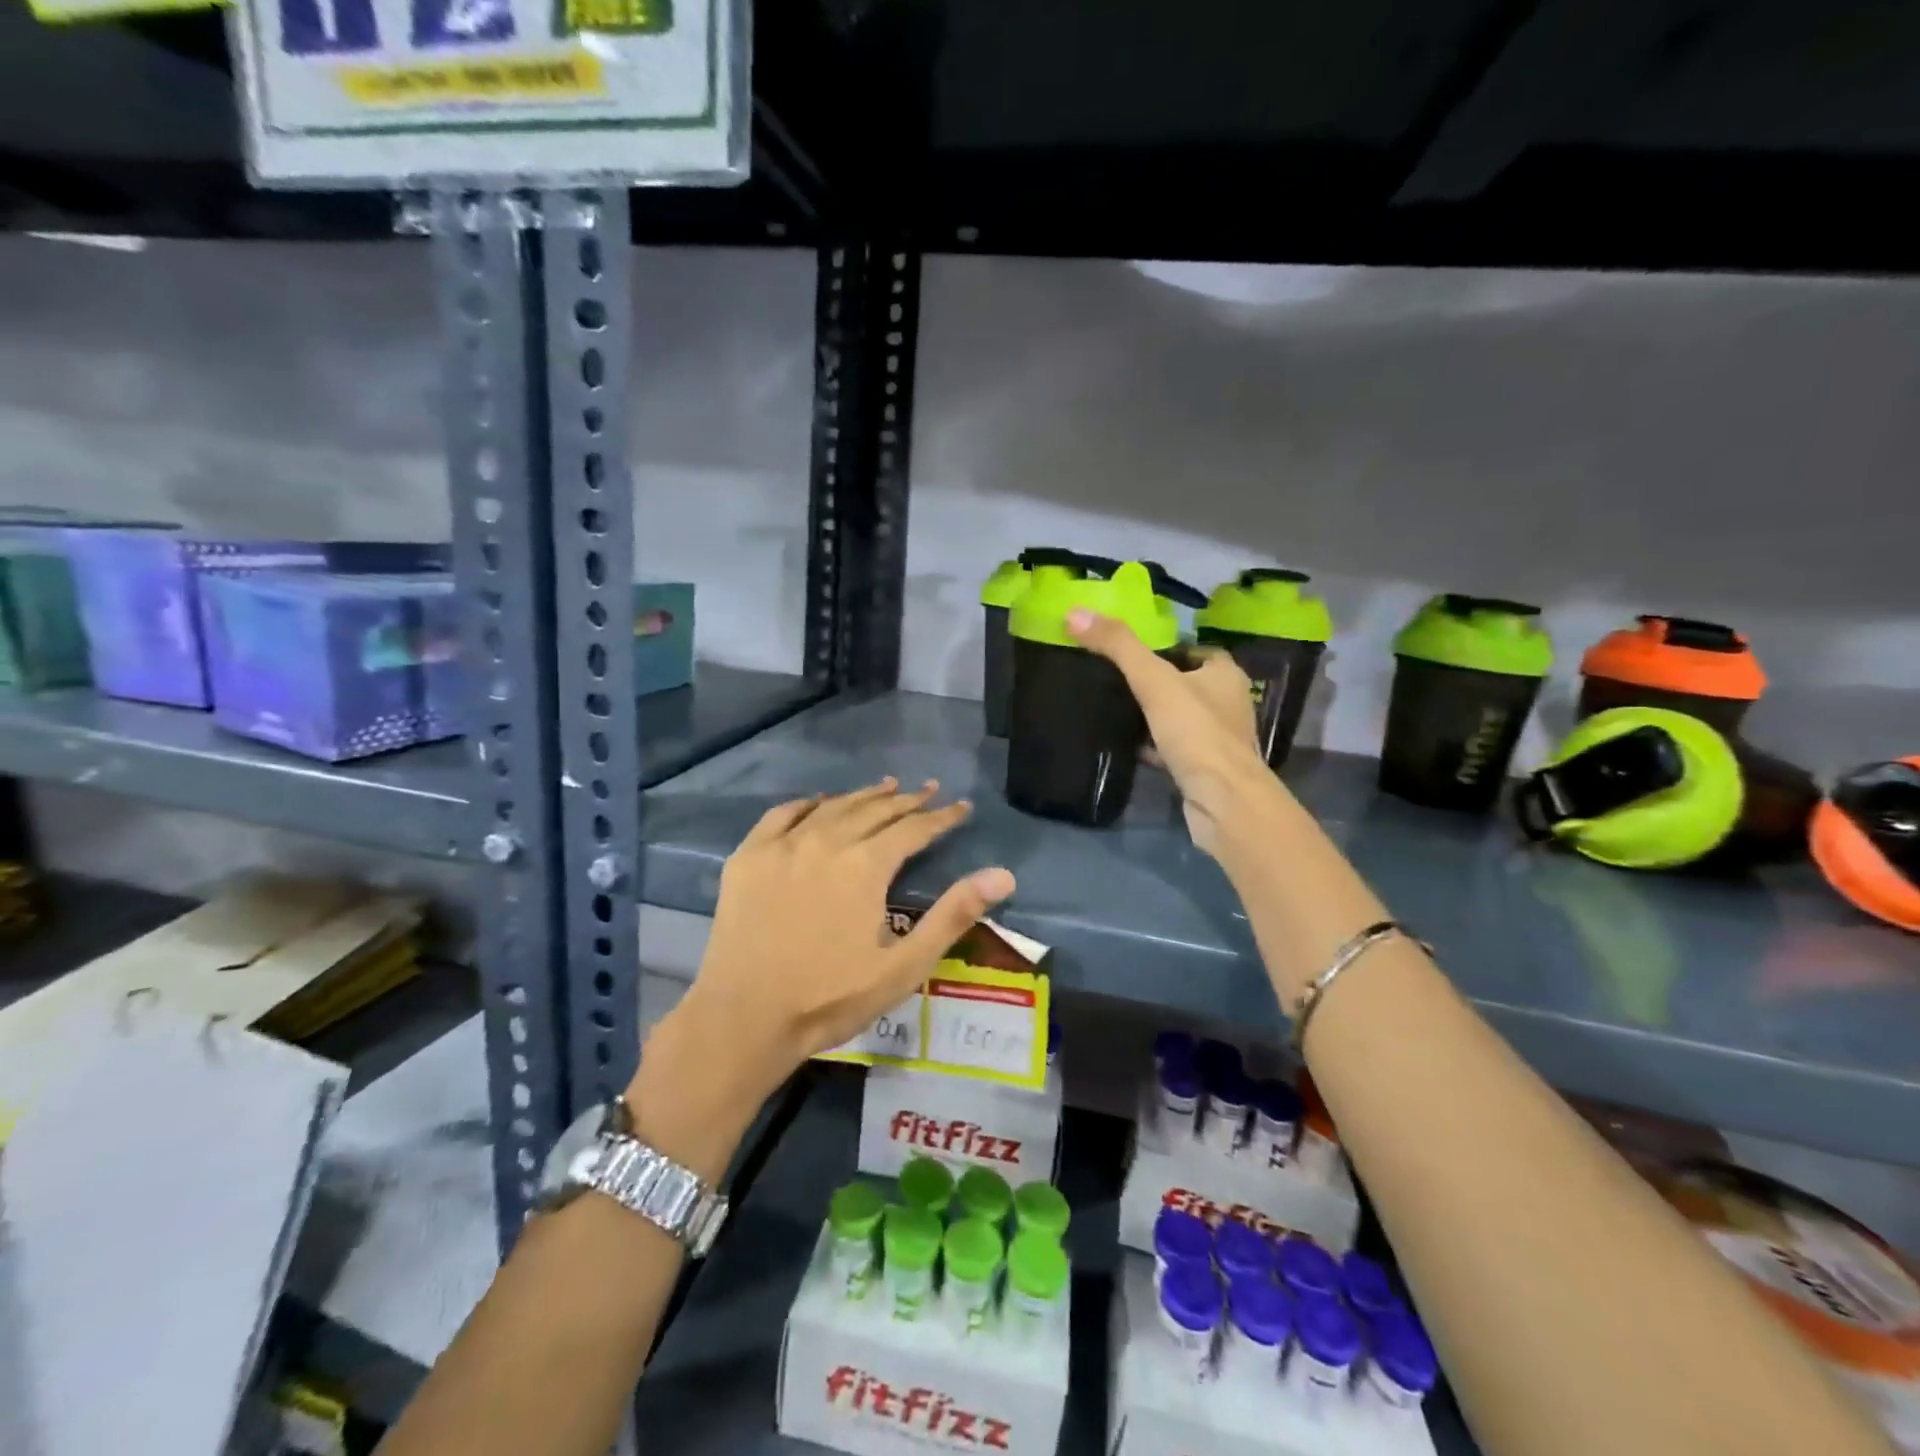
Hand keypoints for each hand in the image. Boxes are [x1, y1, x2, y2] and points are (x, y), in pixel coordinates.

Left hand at [670, 780, 1016, 1105]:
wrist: (744, 1019)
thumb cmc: (830, 998)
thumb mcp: (903, 966)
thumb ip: (953, 915)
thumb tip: (1003, 874)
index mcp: (865, 865)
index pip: (914, 828)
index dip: (941, 817)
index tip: (961, 807)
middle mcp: (826, 841)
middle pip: (874, 810)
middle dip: (906, 800)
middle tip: (928, 790)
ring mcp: (783, 845)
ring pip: (832, 806)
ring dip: (863, 796)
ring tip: (885, 787)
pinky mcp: (748, 857)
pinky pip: (782, 815)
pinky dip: (807, 803)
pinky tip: (818, 801)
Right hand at [1066, 608, 1279, 860]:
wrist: (1223, 802)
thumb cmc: (1196, 733)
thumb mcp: (1153, 681)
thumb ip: (1118, 647)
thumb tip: (1075, 612)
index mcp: (1225, 675)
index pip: (1196, 650)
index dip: (1167, 648)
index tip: (1132, 651)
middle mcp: (1227, 704)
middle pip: (1186, 684)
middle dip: (1156, 682)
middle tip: (1115, 678)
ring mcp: (1217, 740)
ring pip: (1179, 719)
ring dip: (1153, 716)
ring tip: (1114, 709)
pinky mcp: (1203, 770)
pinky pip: (1174, 749)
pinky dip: (1152, 747)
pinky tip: (1126, 747)